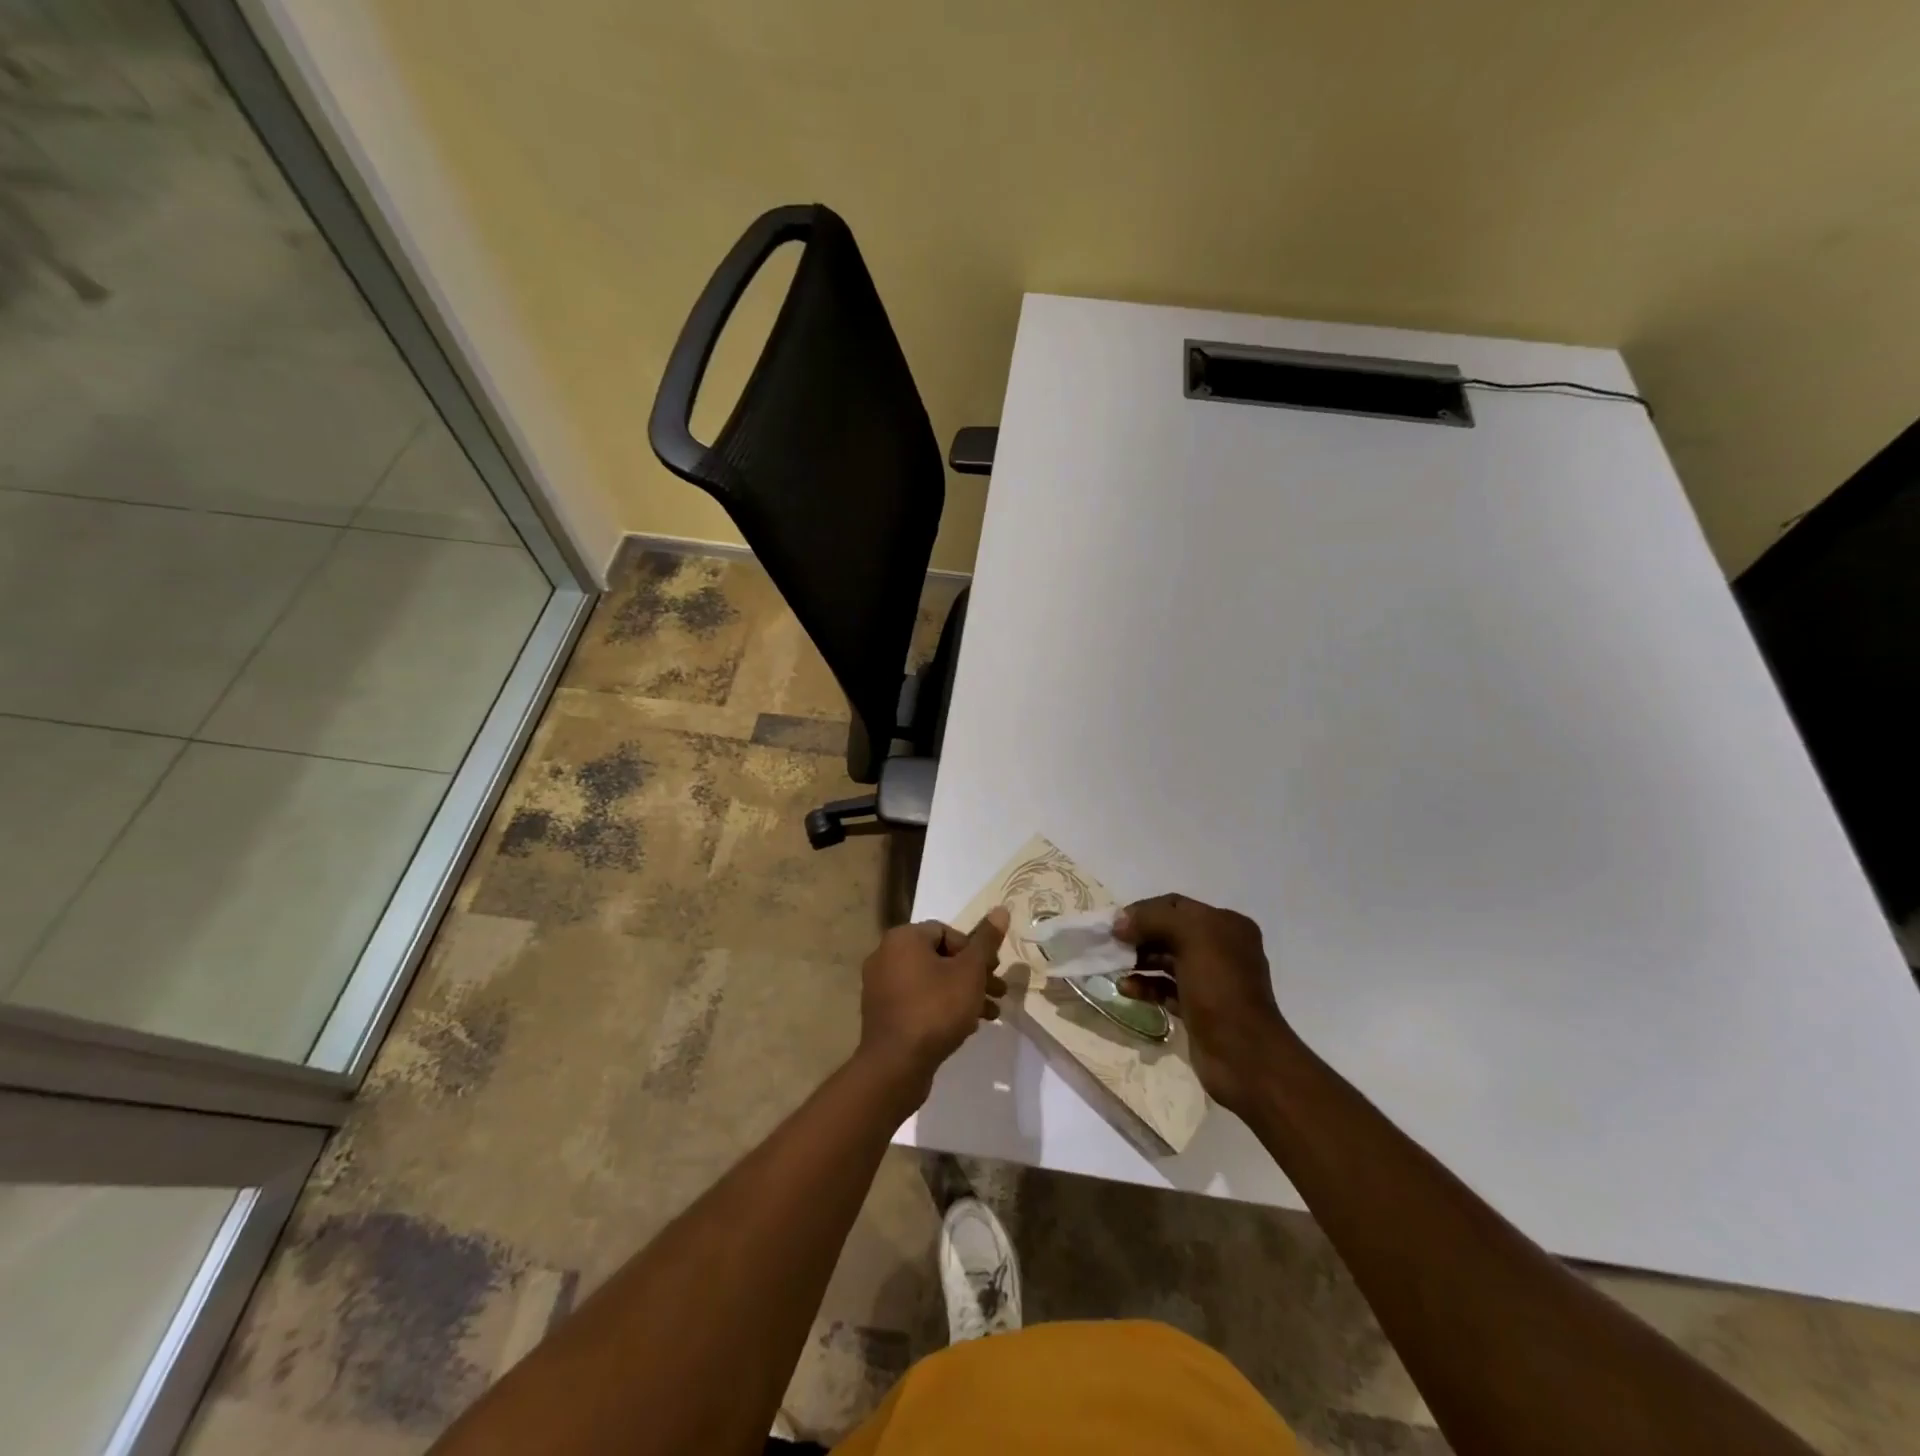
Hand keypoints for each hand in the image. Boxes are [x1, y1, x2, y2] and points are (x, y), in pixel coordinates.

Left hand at [858, 908, 1009, 1091]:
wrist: (896, 1065)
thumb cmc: (936, 1009)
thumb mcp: (970, 972)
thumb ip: (986, 941)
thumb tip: (1001, 909)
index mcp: (903, 938)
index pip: (946, 931)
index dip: (974, 950)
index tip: (992, 972)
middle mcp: (885, 955)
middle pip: (939, 957)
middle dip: (972, 975)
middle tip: (998, 992)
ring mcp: (880, 986)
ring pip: (930, 981)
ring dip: (962, 993)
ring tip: (989, 1014)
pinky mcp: (882, 1013)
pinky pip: (917, 1000)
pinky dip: (940, 1007)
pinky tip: (965, 1027)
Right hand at [1114, 894, 1295, 1115]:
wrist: (1244, 1055)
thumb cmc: (1220, 987)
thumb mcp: (1191, 937)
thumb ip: (1154, 919)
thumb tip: (1120, 922)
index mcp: (1225, 925)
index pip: (1176, 905)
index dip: (1144, 910)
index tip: (1115, 923)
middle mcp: (1220, 948)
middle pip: (1169, 932)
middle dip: (1139, 936)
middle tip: (1111, 946)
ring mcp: (1209, 981)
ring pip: (1165, 961)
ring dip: (1138, 962)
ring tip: (1113, 968)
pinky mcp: (1198, 1009)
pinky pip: (1165, 989)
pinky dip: (1144, 986)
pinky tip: (1125, 989)